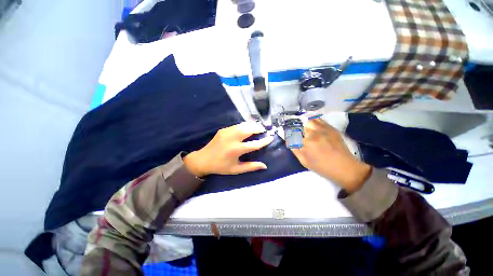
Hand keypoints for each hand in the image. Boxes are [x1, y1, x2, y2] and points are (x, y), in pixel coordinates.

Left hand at [183, 122, 273, 176]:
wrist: (203, 160)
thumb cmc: (220, 167)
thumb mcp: (236, 170)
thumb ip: (251, 167)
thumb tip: (264, 166)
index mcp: (236, 150)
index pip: (254, 144)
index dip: (264, 141)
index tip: (271, 138)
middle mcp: (232, 139)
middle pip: (249, 130)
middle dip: (258, 129)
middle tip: (264, 130)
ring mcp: (226, 132)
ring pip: (243, 125)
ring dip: (252, 125)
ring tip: (257, 128)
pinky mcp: (223, 130)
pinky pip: (237, 125)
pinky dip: (244, 126)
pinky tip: (247, 128)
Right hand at [291, 119, 370, 192]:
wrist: (344, 167)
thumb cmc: (322, 167)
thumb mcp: (304, 161)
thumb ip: (294, 149)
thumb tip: (288, 140)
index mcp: (305, 143)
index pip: (292, 134)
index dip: (288, 133)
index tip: (287, 134)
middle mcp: (313, 134)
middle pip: (299, 126)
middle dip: (296, 129)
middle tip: (296, 134)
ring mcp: (323, 129)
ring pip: (308, 120)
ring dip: (304, 124)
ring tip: (304, 127)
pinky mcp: (330, 128)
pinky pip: (318, 119)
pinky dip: (313, 120)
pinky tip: (312, 124)